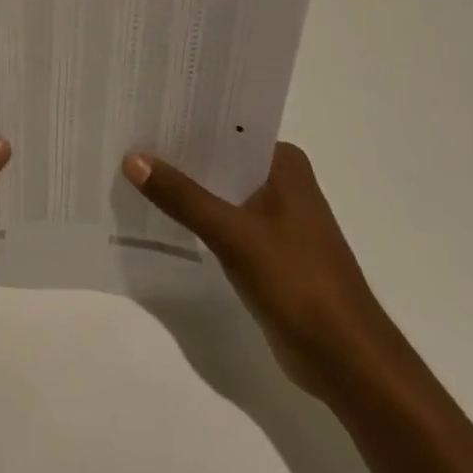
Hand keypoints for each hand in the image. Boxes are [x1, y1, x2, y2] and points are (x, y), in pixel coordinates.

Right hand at [122, 142, 394, 397]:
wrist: (344, 359)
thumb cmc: (298, 281)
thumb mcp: (233, 234)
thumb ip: (182, 196)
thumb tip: (132, 158)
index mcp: (284, 163)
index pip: (228, 128)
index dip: (186, 122)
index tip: (144, 113)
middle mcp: (282, 182)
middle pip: (221, 159)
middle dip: (180, 155)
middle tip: (128, 140)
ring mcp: (276, 218)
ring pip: (221, 191)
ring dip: (187, 188)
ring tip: (134, 172)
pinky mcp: (267, 250)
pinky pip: (223, 221)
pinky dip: (197, 218)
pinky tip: (161, 215)